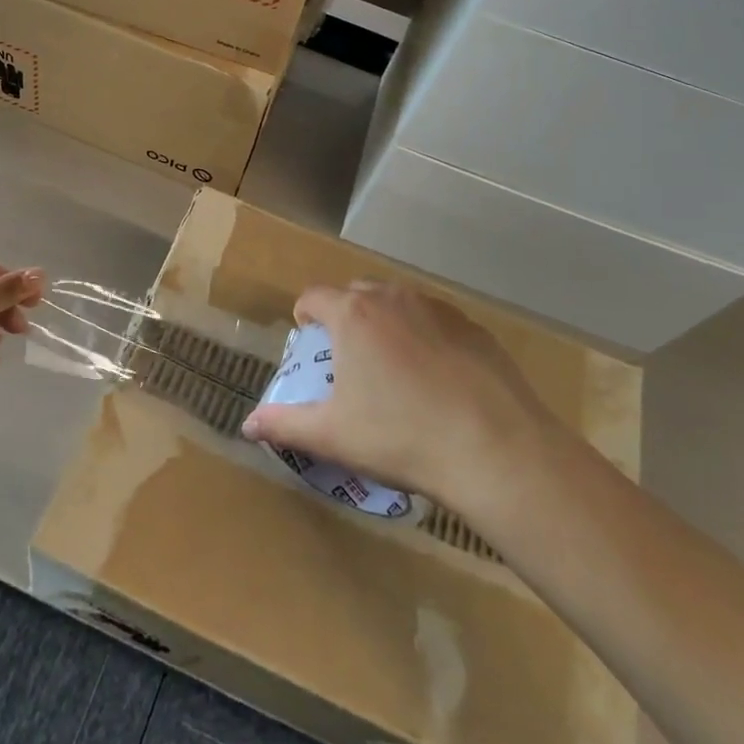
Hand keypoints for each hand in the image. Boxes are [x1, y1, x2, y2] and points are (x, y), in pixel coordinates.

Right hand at [240, 283, 565, 507]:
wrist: (496, 449)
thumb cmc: (401, 437)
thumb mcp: (333, 435)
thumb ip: (284, 424)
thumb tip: (247, 425)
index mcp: (353, 315)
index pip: (313, 297)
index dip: (304, 317)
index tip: (307, 342)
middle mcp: (393, 298)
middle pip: (356, 293)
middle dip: (345, 317)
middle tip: (348, 359)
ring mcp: (439, 309)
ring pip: (399, 304)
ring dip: (386, 324)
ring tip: (393, 369)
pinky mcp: (475, 328)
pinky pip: (436, 322)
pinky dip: (426, 338)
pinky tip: (438, 380)